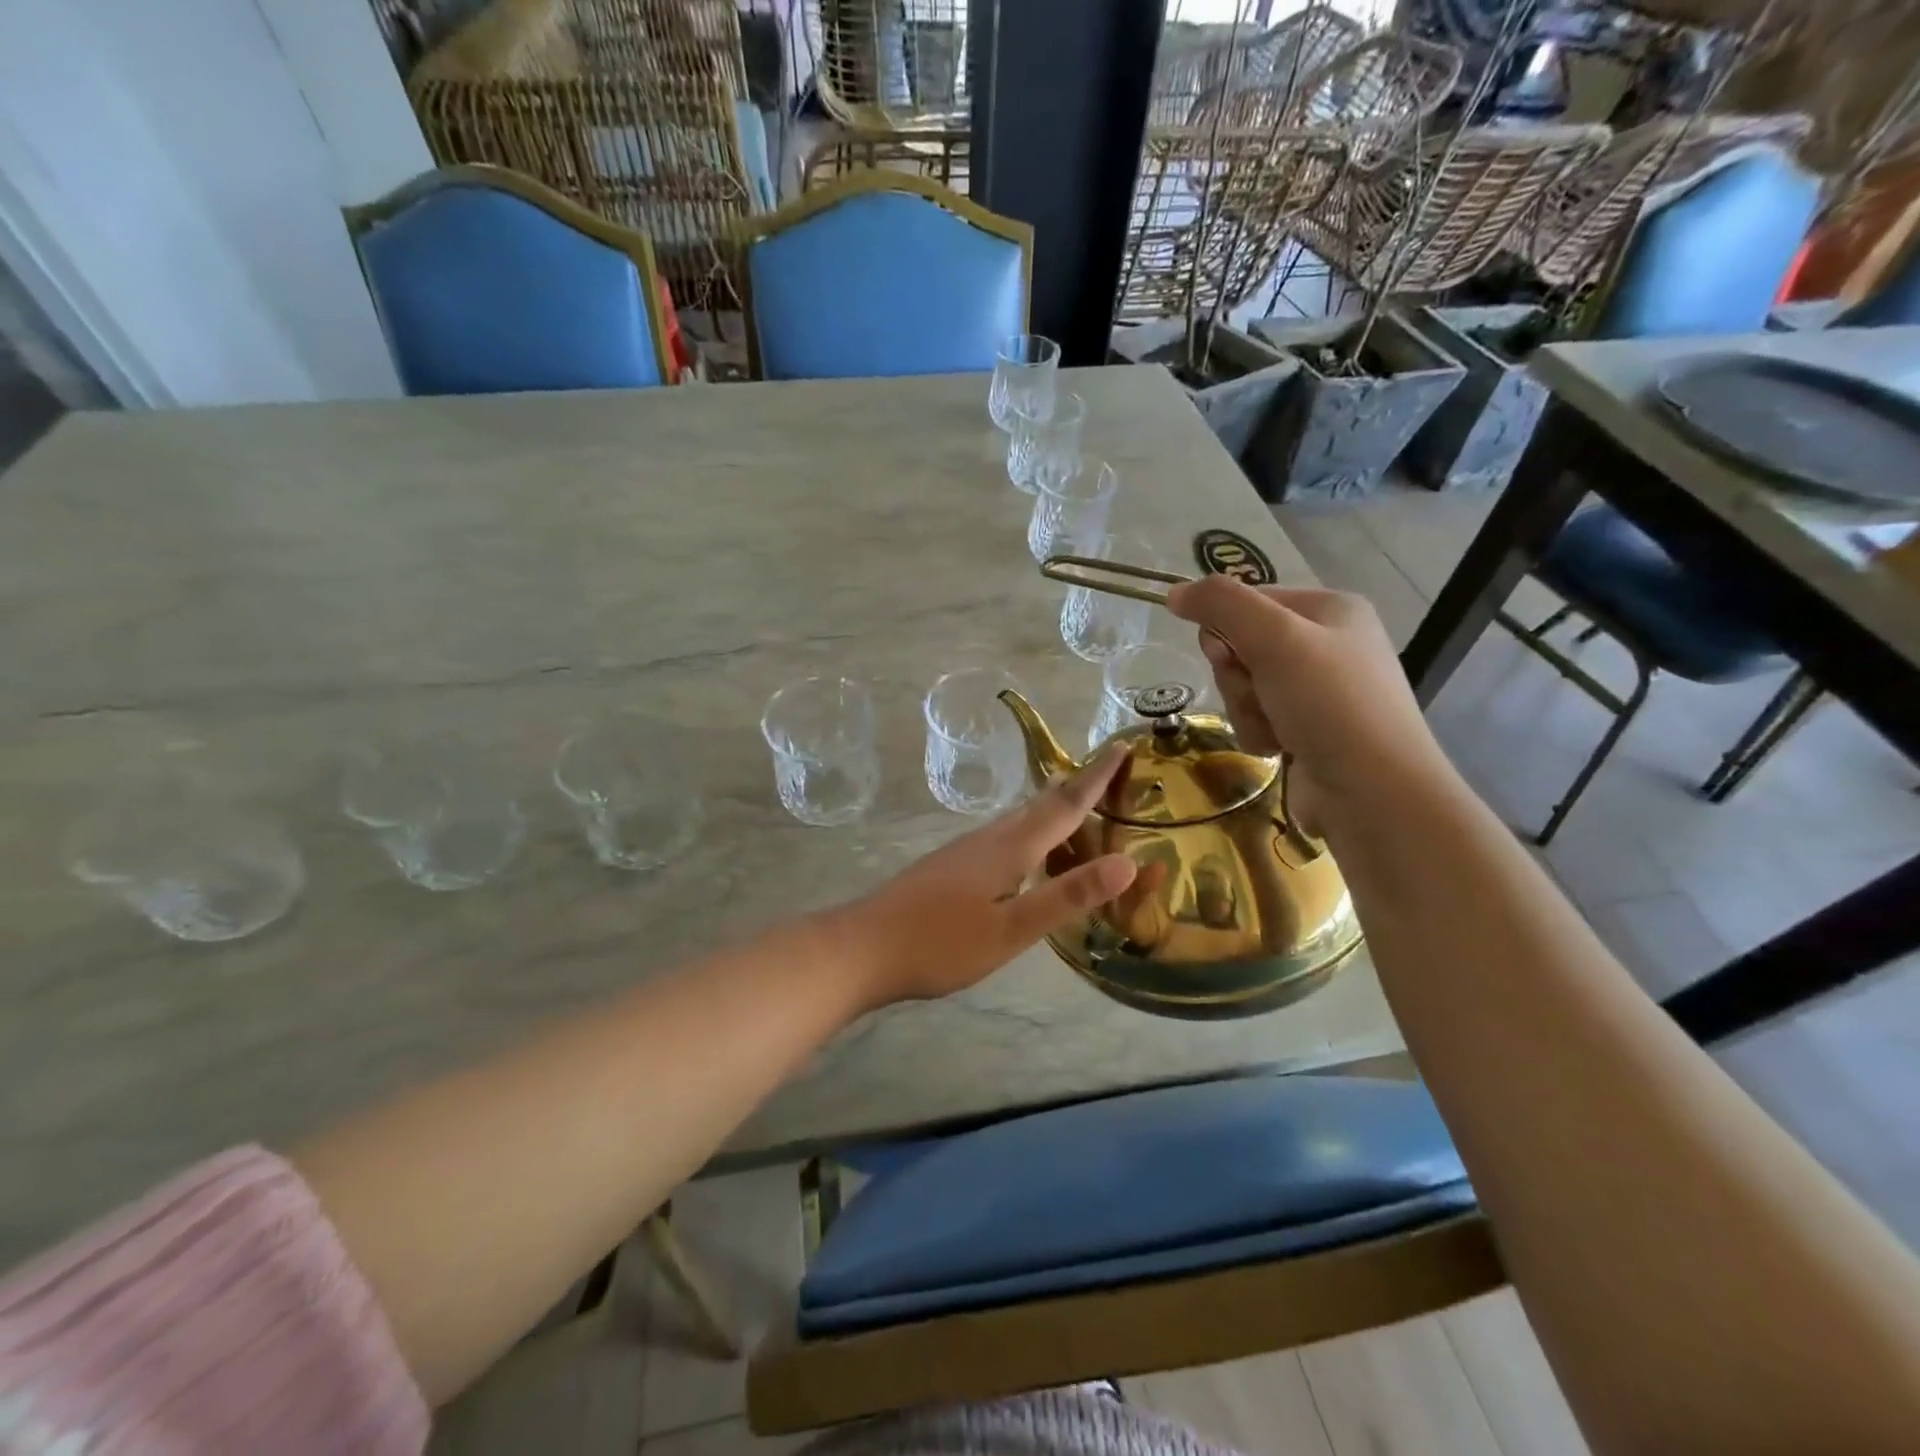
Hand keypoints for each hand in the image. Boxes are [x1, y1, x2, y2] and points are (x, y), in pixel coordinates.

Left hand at [833, 746, 1136, 1007]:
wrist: (862, 948)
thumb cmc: (940, 943)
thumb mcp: (1011, 930)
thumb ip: (1066, 897)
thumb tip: (1129, 863)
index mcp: (1010, 849)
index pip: (1065, 805)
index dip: (1096, 778)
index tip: (1122, 748)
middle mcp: (988, 839)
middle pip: (1040, 805)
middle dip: (1076, 787)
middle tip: (1108, 774)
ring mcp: (964, 851)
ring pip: (1018, 819)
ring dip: (1050, 808)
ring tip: (1074, 807)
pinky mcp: (949, 866)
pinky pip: (1002, 836)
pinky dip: (1028, 831)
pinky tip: (1024, 851)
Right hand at [1165, 575, 1453, 836]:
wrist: (1372, 792)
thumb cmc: (1329, 703)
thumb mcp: (1274, 638)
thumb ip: (1221, 605)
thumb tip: (1175, 592)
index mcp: (1330, 609)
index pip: (1249, 601)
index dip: (1225, 629)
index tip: (1227, 656)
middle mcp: (1327, 644)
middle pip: (1242, 646)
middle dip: (1238, 677)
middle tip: (1259, 693)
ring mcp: (1318, 691)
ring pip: (1245, 687)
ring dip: (1246, 709)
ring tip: (1276, 729)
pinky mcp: (1308, 730)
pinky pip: (1258, 718)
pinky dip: (1259, 734)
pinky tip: (1281, 749)